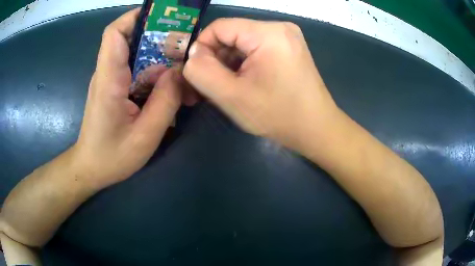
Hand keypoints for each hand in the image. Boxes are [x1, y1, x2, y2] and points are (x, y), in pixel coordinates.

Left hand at [72, 9, 182, 189]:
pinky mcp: (114, 88)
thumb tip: (179, 72)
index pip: (115, 33)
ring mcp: (110, 80)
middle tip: (184, 42)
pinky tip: (168, 83)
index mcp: (109, 80)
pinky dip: (154, 70)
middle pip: (129, 39)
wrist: (90, 168)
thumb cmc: (111, 157)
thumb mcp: (145, 136)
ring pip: (135, 54)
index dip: (136, 17)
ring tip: (182, 66)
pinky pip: (136, 70)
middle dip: (158, 34)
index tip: (162, 16)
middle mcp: (107, 73)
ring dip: (159, 55)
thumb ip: (165, 102)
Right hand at [183, 18, 339, 149]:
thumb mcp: (232, 96)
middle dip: (216, 58)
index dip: (201, 47)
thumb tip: (193, 55)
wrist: (316, 129)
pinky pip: (255, 48)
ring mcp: (286, 37)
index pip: (219, 27)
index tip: (198, 73)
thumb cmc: (278, 115)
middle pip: (231, 34)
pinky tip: (243, 82)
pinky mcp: (288, 48)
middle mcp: (279, 27)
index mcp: (268, 33)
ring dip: (228, 62)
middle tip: (211, 85)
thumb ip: (202, 72)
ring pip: (242, 42)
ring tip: (228, 87)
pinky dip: (243, 63)